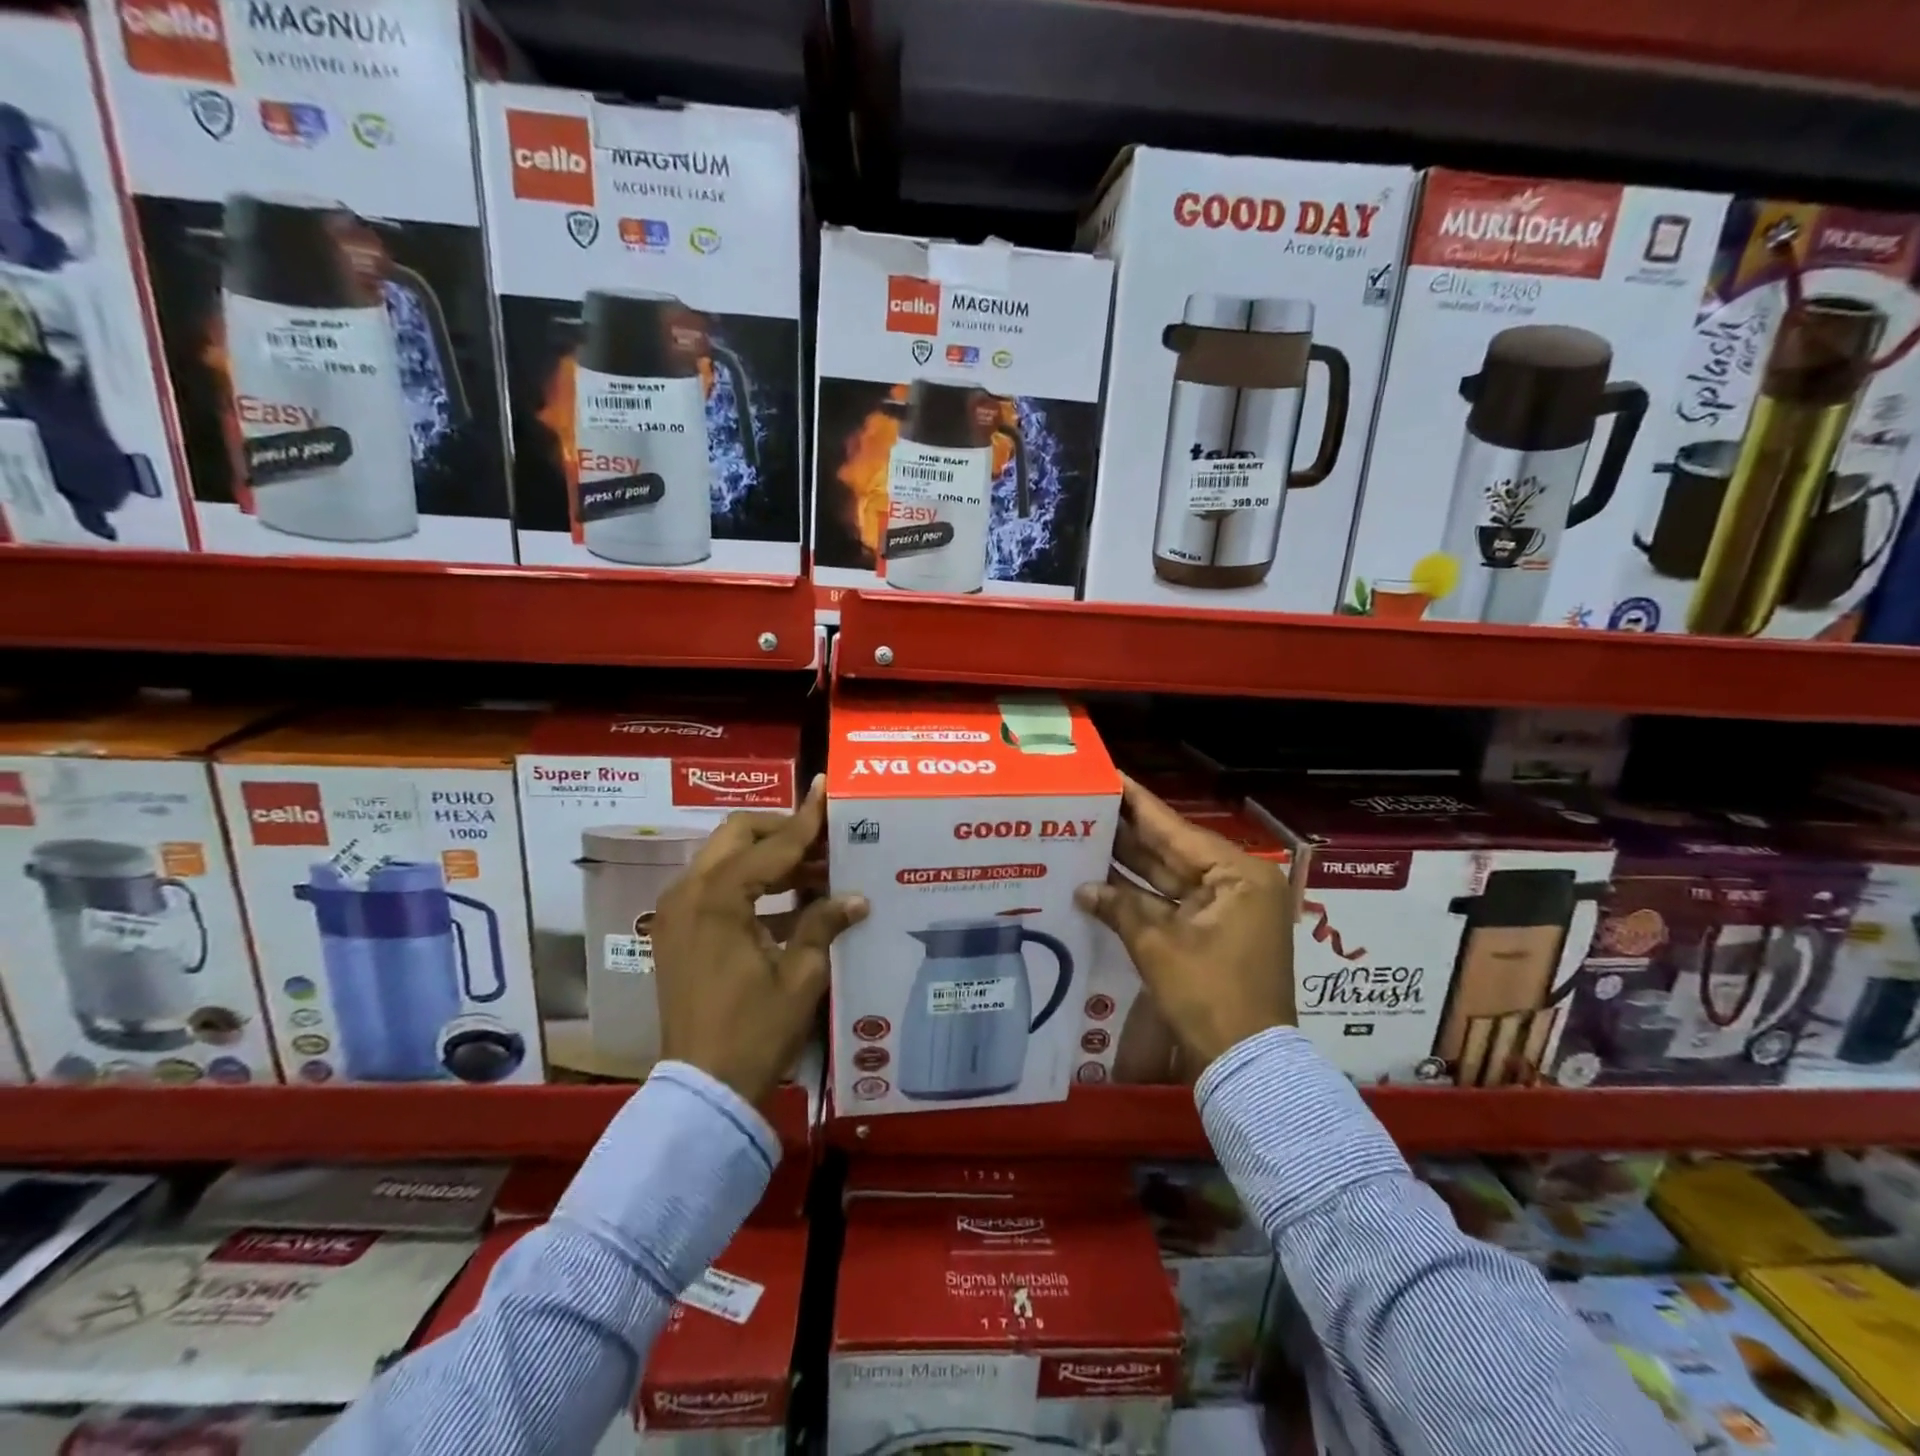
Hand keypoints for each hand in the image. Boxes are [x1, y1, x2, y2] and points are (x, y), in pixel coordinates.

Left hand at [651, 776, 867, 1105]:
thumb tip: (857, 897)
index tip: (826, 789)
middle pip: (738, 836)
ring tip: (817, 870)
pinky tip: (790, 900)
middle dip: (783, 832)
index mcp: (719, 898)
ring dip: (768, 857)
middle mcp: (689, 892)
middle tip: (825, 841)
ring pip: (725, 858)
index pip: (773, 845)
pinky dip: (751, 883)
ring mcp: (678, 911)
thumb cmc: (755, 1030)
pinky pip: (716, 886)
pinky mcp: (677, 931)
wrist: (703, 1089)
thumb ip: (824, 923)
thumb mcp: (800, 975)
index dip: (807, 819)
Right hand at [1075, 776, 1294, 1071]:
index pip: (1176, 828)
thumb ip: (1121, 908)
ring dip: (1130, 863)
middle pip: (1172, 849)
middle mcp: (1236, 884)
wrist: (1246, 1065)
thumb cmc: (1210, 997)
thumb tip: (1083, 887)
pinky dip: (1140, 896)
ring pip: (1168, 877)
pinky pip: (1171, 903)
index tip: (1110, 775)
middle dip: (1128, 831)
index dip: (1137, 803)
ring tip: (1086, 833)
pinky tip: (1102, 880)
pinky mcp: (1213, 934)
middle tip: (1088, 802)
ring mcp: (1226, 911)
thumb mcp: (1159, 947)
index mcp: (1237, 876)